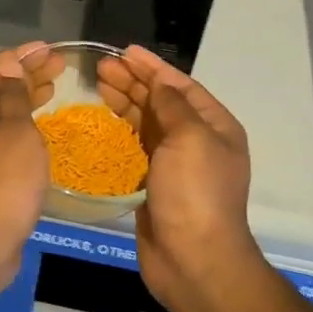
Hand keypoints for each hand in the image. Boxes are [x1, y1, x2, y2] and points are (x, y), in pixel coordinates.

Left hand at [0, 42, 62, 283]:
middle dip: (26, 73)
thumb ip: (14, 96)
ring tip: (54, 87)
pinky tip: (41, 126)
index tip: (49, 49)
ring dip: (25, 97)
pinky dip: (22, 123)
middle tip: (60, 66)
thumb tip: (8, 67)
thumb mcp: (16, 130)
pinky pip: (2, 133)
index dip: (20, 55)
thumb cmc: (3, 180)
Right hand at [96, 45, 261, 311]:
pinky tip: (103, 120)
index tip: (124, 52)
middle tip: (101, 67)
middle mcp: (197, 141)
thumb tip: (159, 82)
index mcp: (214, 126)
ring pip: (147, 122)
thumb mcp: (190, 138)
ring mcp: (175, 164)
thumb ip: (173, 105)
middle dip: (133, 82)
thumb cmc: (195, 193)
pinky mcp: (154, 184)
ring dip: (125, 102)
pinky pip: (136, 147)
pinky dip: (121, 130)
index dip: (152, 67)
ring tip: (98, 85)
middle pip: (162, 102)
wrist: (193, 260)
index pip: (181, 86)